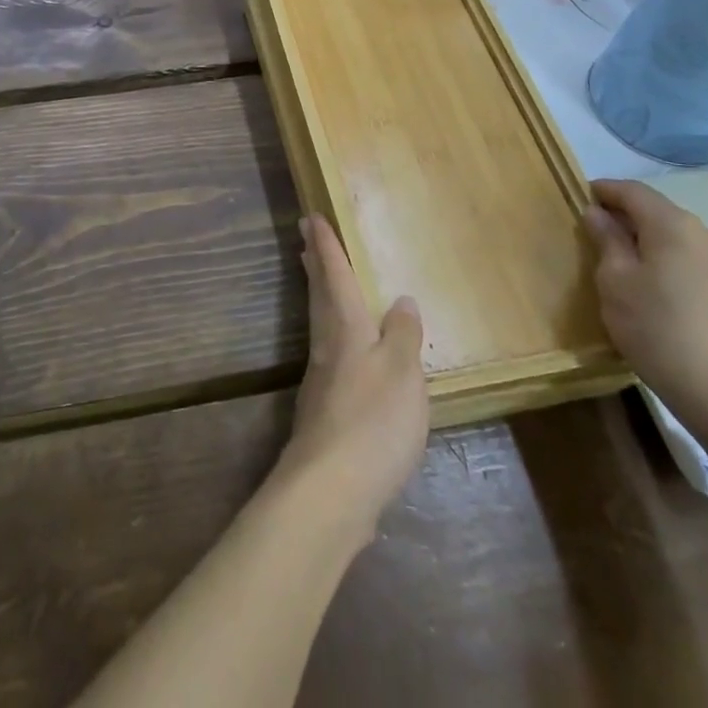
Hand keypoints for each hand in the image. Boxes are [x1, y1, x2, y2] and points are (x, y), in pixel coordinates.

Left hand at [274, 214, 428, 539]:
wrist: (331, 490)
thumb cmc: (373, 421)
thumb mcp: (402, 373)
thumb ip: (402, 335)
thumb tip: (401, 300)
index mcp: (345, 328)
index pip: (334, 275)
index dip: (326, 246)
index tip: (311, 217)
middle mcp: (327, 346)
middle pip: (319, 294)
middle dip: (314, 263)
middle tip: (304, 235)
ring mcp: (321, 379)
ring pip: (319, 321)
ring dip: (318, 293)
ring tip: (318, 277)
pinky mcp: (324, 410)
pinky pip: (327, 352)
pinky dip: (330, 332)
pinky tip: (344, 349)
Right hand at [583, 179, 707, 442]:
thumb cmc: (657, 329)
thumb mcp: (615, 281)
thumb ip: (606, 239)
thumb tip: (598, 214)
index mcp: (673, 224)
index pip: (632, 190)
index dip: (603, 190)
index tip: (578, 198)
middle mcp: (702, 233)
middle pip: (655, 209)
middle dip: (622, 214)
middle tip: (591, 231)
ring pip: (671, 234)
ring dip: (642, 237)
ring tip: (616, 259)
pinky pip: (686, 256)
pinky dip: (661, 256)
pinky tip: (648, 283)